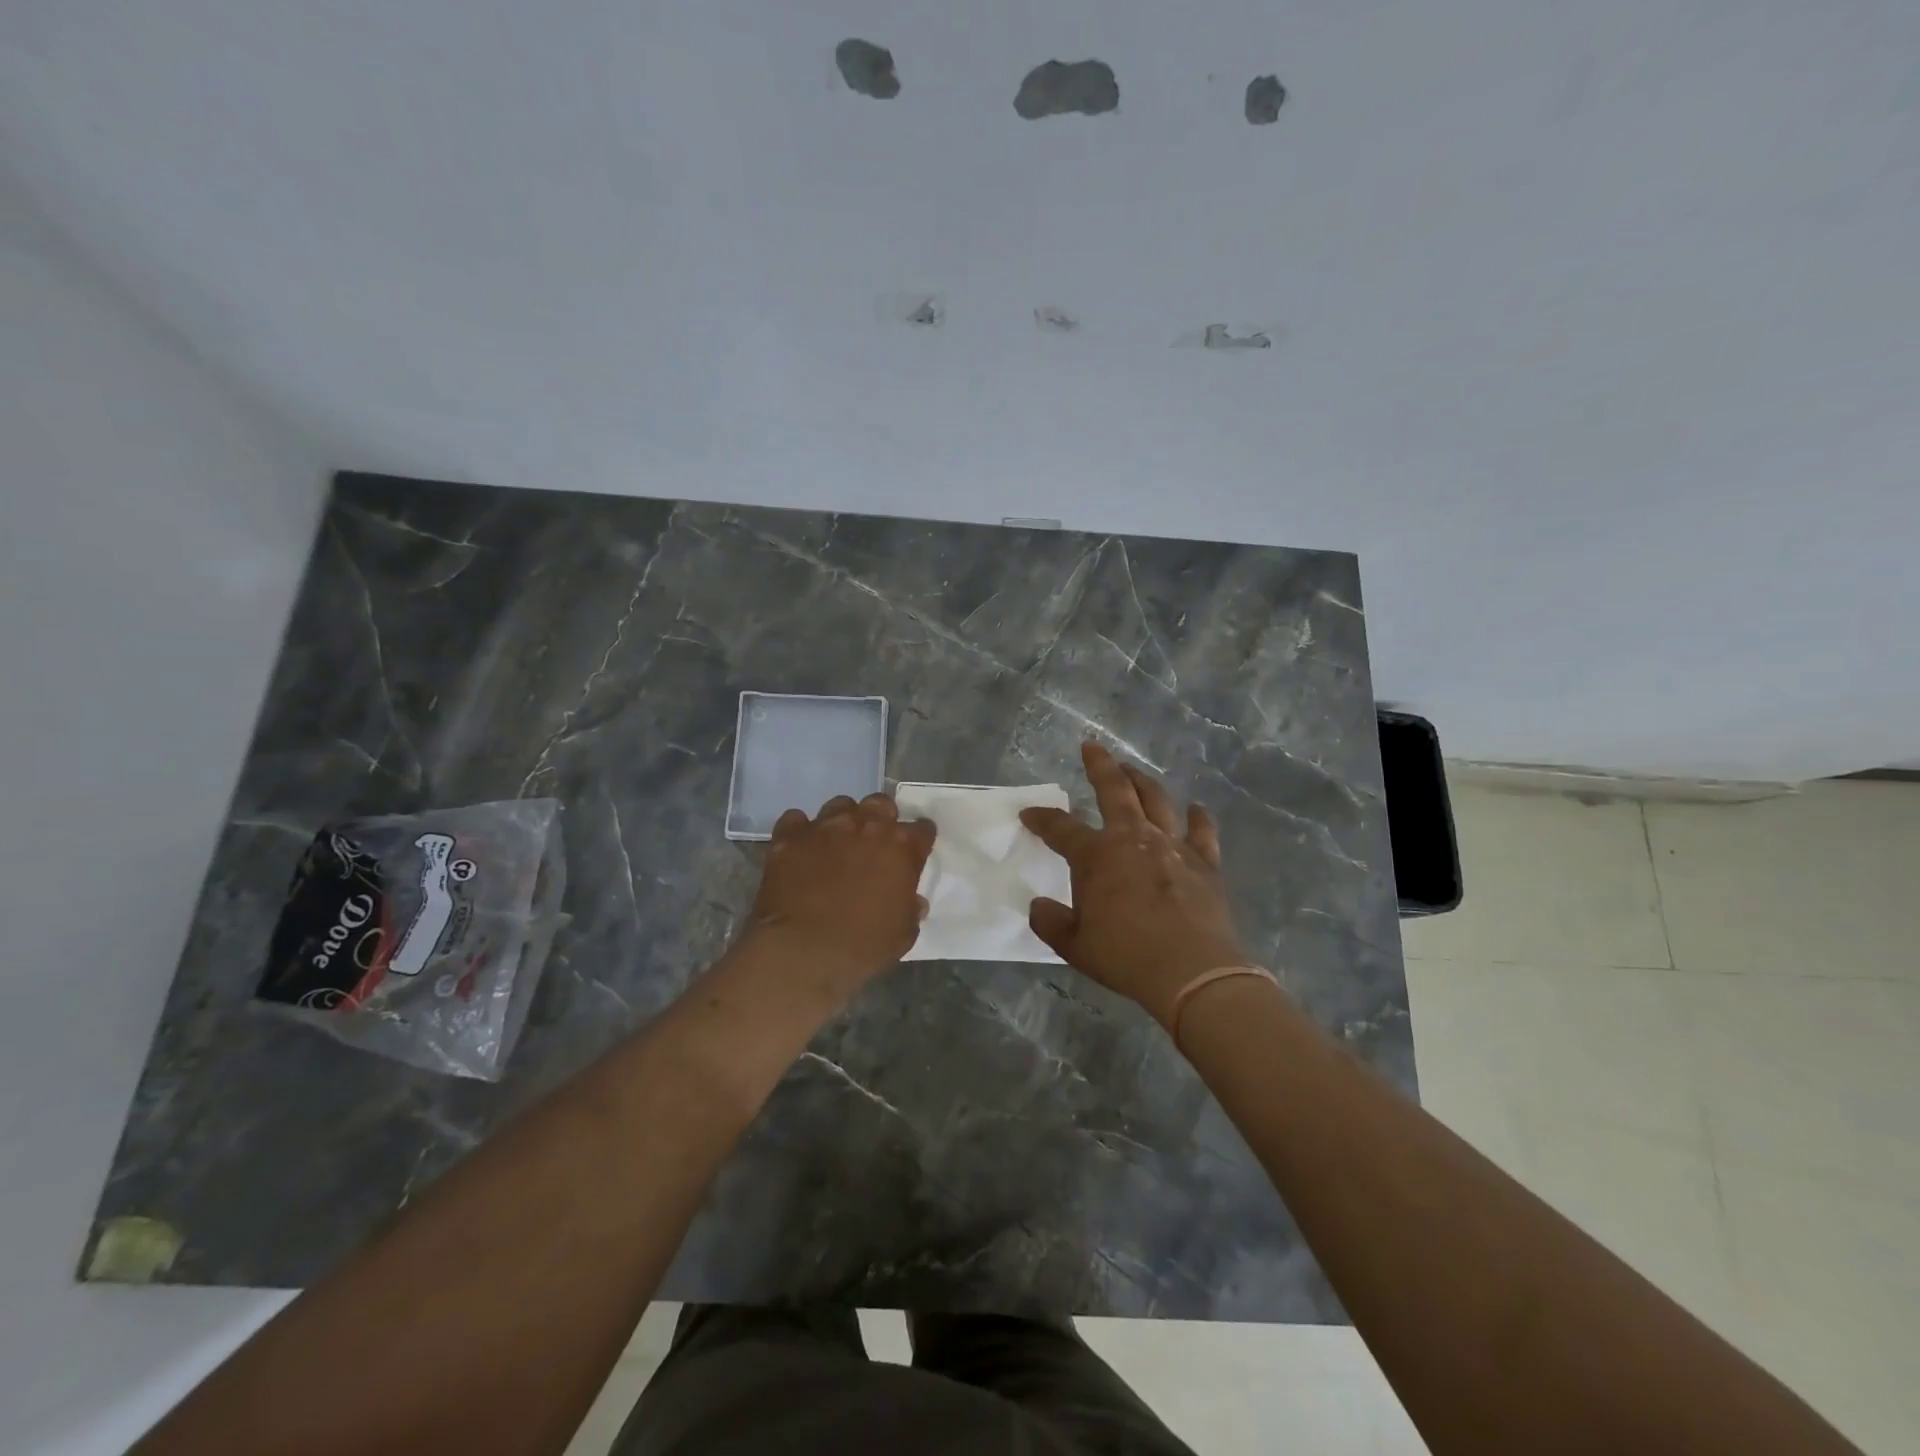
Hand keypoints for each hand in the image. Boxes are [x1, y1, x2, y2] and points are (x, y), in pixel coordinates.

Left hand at [736, 793, 935, 1006]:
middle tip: (874, 842)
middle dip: (881, 818)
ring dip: (843, 821)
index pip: (922, 829)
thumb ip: (910, 909)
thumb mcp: (903, 934)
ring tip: (836, 843)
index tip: (914, 851)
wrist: (803, 951)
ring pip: (840, 805)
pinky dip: (800, 832)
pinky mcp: (790, 836)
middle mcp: (866, 826)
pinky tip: (801, 850)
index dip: (919, 840)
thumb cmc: (862, 946)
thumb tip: (912, 901)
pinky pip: (796, 820)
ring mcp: (826, 827)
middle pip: (880, 804)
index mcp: (901, 847)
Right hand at [1021, 742, 1250, 1028]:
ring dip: (1143, 781)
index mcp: (1096, 856)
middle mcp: (1133, 838)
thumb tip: (1038, 906)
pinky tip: (1196, 809)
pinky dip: (1199, 818)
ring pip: (1157, 800)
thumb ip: (1051, 922)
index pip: (1060, 828)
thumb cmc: (1126, 956)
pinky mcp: (1205, 862)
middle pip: (1114, 790)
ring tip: (1134, 771)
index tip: (1028, 814)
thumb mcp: (1074, 946)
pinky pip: (1202, 831)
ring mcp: (1172, 846)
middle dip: (1100, 765)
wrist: (1192, 972)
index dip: (1041, 819)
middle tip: (1092, 747)